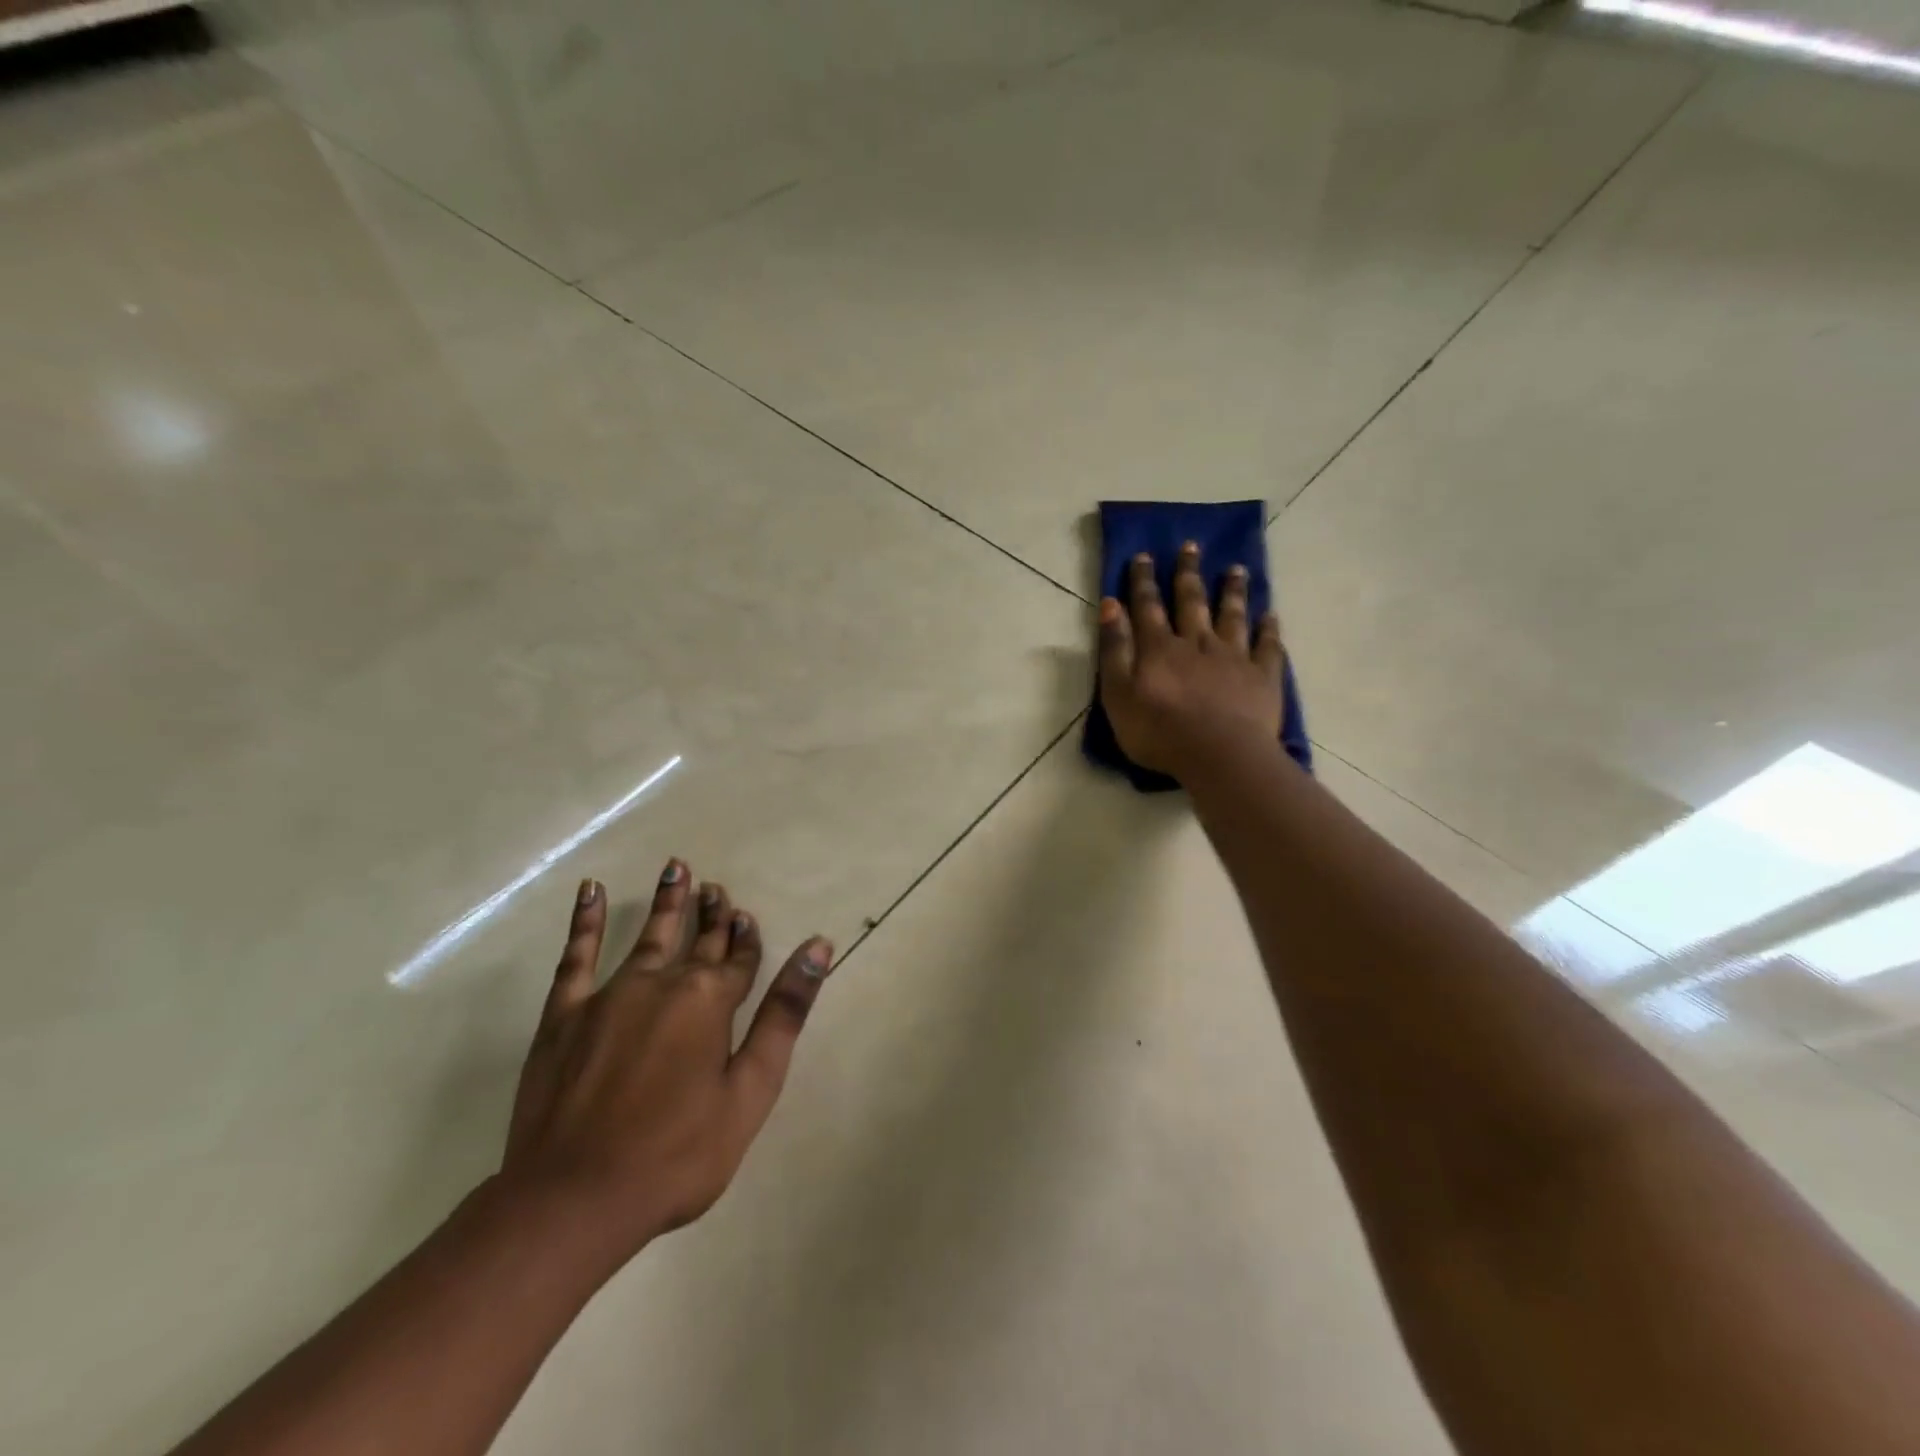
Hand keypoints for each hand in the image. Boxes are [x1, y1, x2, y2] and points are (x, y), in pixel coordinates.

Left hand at [500, 862, 833, 1263]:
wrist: (574, 1200)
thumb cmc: (677, 1154)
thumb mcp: (751, 1090)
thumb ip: (785, 1014)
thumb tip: (818, 947)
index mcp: (711, 1001)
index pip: (738, 959)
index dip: (745, 938)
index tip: (745, 916)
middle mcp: (664, 983)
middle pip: (697, 940)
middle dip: (711, 913)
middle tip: (716, 887)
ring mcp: (610, 994)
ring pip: (648, 935)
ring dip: (666, 902)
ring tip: (676, 868)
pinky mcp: (564, 1014)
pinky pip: (576, 956)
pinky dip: (585, 921)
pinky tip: (590, 890)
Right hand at [1098, 542, 1284, 775]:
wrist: (1218, 755)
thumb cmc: (1158, 731)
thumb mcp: (1118, 694)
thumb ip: (1114, 649)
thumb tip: (1110, 605)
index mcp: (1160, 648)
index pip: (1148, 606)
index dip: (1143, 581)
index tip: (1144, 555)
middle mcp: (1197, 642)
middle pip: (1192, 601)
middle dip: (1188, 573)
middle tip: (1191, 546)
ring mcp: (1233, 657)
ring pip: (1232, 616)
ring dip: (1233, 591)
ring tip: (1236, 569)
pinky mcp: (1262, 677)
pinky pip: (1268, 646)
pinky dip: (1269, 629)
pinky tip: (1271, 615)